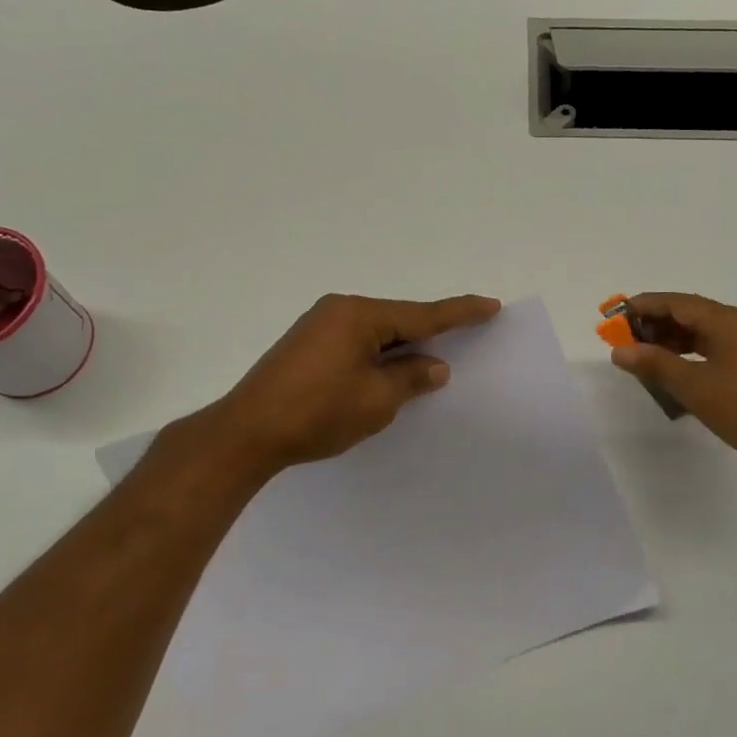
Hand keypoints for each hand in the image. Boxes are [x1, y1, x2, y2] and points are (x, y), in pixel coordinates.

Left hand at [197, 293, 501, 474]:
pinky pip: (355, 342)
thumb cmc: (317, 413)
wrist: (246, 432)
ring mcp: (318, 325)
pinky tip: (386, 371)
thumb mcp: (376, 400)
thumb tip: (434, 365)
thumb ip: (410, 377)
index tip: (490, 305)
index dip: (459, 312)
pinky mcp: (305, 345)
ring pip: (375, 332)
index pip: (421, 314)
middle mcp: (339, 310)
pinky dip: (377, 355)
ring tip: (428, 360)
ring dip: (400, 347)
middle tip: (466, 335)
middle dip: (428, 332)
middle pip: (397, 319)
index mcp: (359, 316)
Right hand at [609, 293, 736, 480]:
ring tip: (642, 359)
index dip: (641, 307)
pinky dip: (689, 356)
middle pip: (688, 314)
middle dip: (653, 325)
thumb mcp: (696, 387)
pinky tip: (674, 374)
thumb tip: (619, 349)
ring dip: (670, 342)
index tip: (612, 317)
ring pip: (701, 334)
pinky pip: (714, 350)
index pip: (675, 302)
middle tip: (622, 341)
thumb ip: (655, 364)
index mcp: (727, 321)